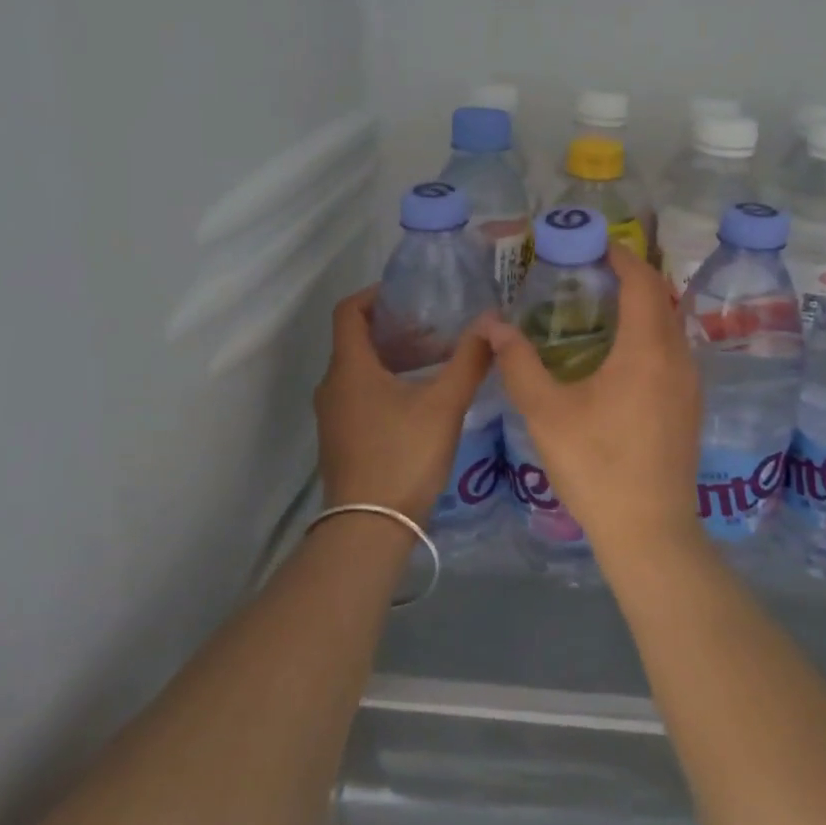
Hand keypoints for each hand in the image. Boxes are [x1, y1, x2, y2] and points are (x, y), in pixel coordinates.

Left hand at [313, 289, 493, 524]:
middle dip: (396, 329)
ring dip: (395, 358)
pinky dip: (387, 383)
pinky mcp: (342, 438)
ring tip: (436, 361)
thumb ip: (469, 360)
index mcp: (350, 368)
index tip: (411, 295)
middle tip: (436, 329)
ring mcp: (334, 415)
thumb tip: (492, 323)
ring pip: (361, 370)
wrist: (368, 529)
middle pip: (358, 339)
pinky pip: (360, 394)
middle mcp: (333, 385)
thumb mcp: (444, 405)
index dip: (376, 295)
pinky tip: (421, 400)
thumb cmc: (403, 456)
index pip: (348, 311)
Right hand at [481, 245, 703, 555]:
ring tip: (600, 307)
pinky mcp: (690, 406)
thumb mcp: (546, 412)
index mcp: (647, 349)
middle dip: (629, 277)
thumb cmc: (596, 466)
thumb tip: (490, 325)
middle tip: (588, 273)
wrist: (650, 532)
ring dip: (641, 306)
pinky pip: (672, 350)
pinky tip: (618, 354)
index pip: (642, 281)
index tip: (593, 245)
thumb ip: (518, 363)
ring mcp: (690, 383)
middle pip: (660, 298)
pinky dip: (649, 333)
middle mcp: (678, 357)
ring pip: (669, 325)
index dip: (620, 256)